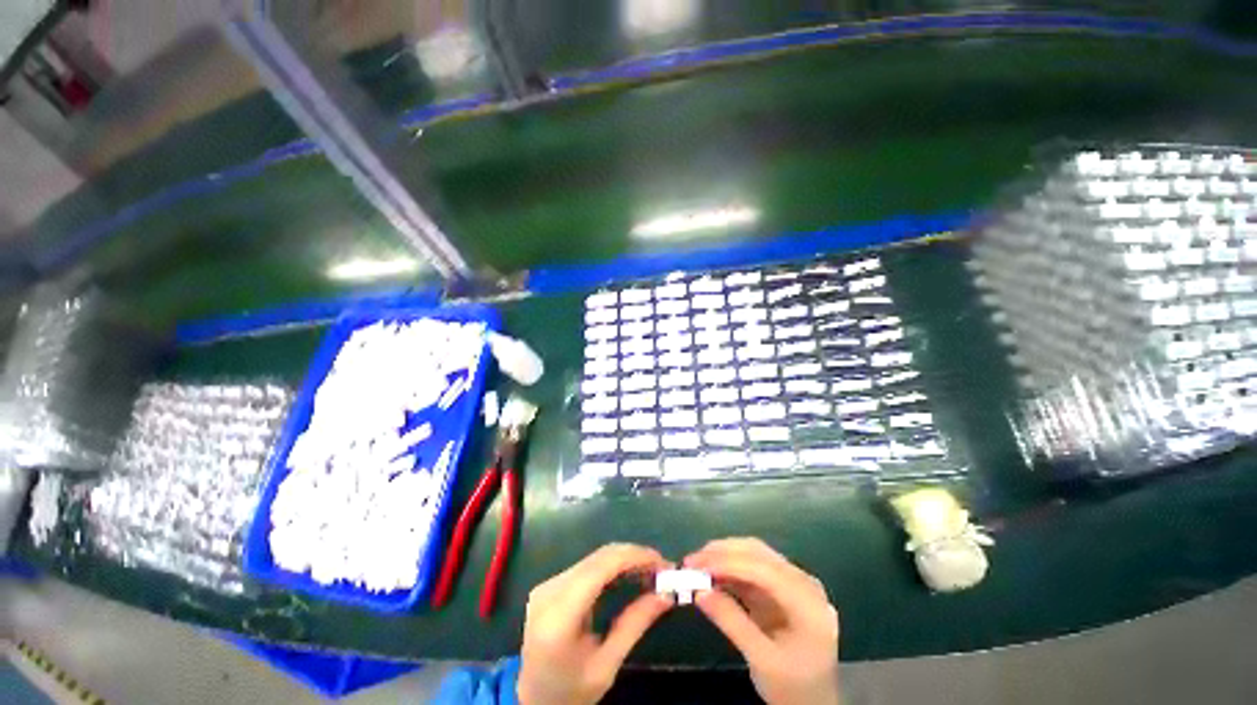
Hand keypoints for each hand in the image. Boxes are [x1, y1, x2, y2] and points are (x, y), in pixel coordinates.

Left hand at [517, 544, 673, 704]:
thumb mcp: (606, 667)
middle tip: (661, 568)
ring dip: (624, 559)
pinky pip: (587, 565)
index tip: (662, 562)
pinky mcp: (550, 584)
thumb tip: (666, 595)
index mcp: (559, 616)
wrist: (532, 700)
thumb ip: (634, 625)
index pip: (600, 568)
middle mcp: (549, 591)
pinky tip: (629, 574)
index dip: (633, 556)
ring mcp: (547, 585)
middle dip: (633, 556)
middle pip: (598, 558)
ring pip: (594, 558)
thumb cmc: (570, 692)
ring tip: (651, 571)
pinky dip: (611, 566)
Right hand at [686, 538, 839, 704]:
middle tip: (691, 562)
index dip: (729, 563)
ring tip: (696, 565)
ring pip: (754, 554)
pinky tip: (711, 574)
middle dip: (722, 554)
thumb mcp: (762, 660)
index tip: (698, 566)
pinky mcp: (780, 585)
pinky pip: (752, 567)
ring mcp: (793, 582)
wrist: (814, 702)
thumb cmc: (793, 687)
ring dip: (724, 556)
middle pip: (759, 555)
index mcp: (808, 603)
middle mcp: (803, 583)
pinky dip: (729, 568)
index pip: (765, 570)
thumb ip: (732, 623)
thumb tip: (699, 592)